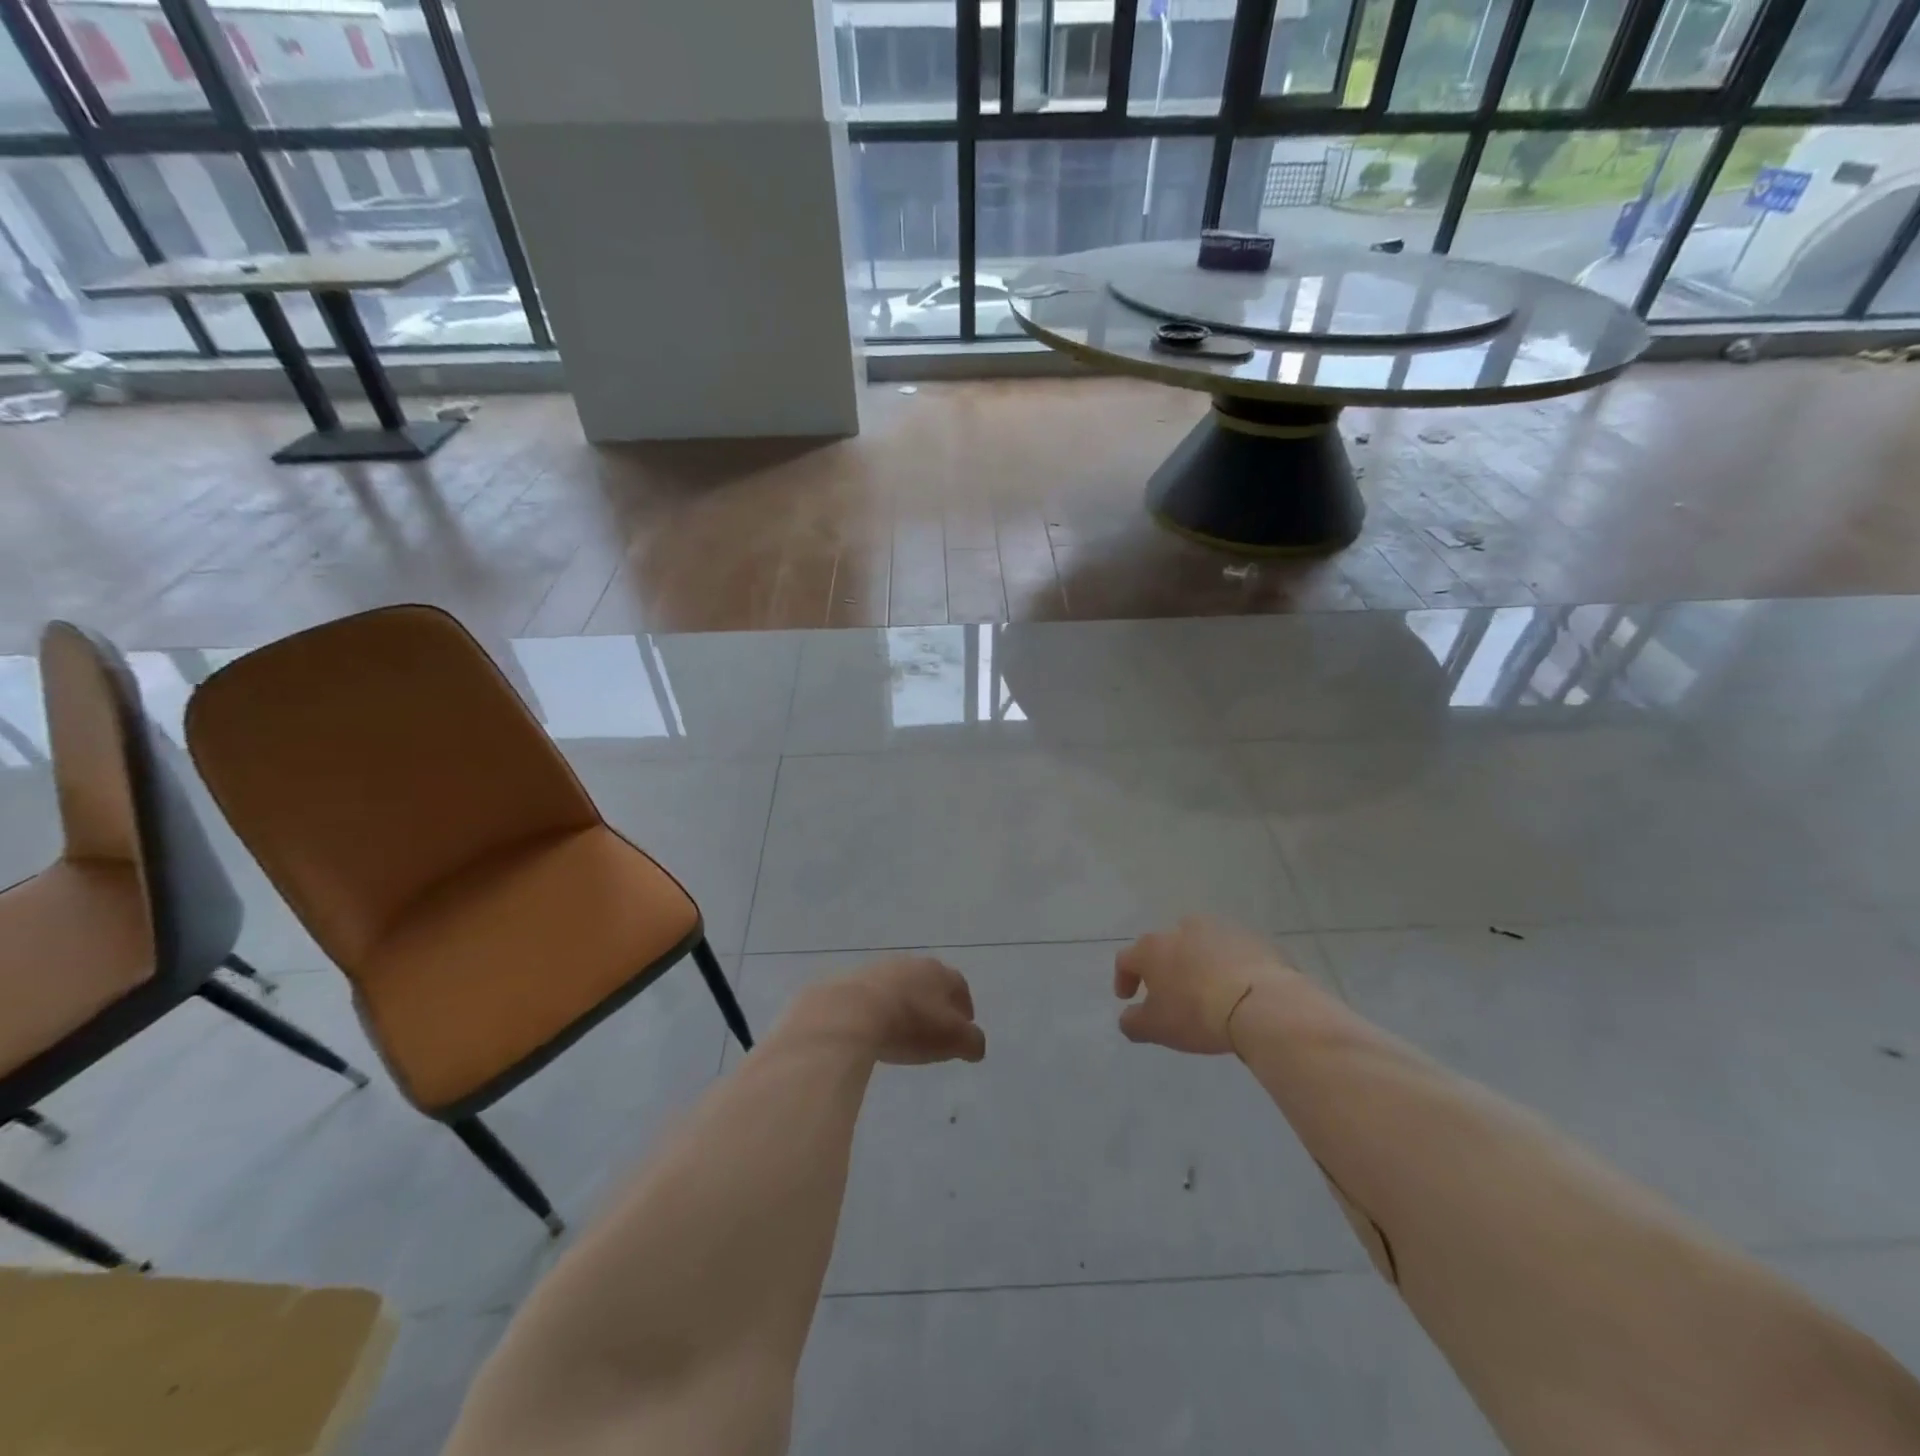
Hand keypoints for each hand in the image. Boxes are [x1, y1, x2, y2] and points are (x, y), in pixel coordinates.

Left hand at [796, 955, 986, 1065]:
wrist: (851, 1012)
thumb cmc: (910, 1025)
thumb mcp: (953, 1040)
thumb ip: (972, 1042)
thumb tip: (976, 1044)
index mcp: (940, 973)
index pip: (960, 988)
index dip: (964, 1010)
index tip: (962, 1031)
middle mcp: (913, 963)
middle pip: (930, 983)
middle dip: (934, 1004)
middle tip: (933, 1030)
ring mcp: (880, 968)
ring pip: (900, 986)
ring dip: (905, 1004)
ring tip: (901, 1031)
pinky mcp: (852, 980)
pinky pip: (872, 995)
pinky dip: (878, 1009)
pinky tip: (874, 1028)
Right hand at [1114, 917, 1301, 1054]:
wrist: (1262, 1003)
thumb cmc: (1198, 1014)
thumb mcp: (1157, 1028)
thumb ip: (1133, 1023)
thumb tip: (1128, 1018)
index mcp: (1153, 948)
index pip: (1126, 959)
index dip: (1123, 978)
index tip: (1128, 998)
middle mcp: (1181, 929)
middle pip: (1164, 947)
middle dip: (1163, 968)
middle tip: (1170, 993)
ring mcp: (1219, 929)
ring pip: (1199, 944)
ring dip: (1196, 962)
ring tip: (1205, 988)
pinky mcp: (1251, 937)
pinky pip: (1231, 951)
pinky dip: (1227, 965)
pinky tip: (1235, 988)